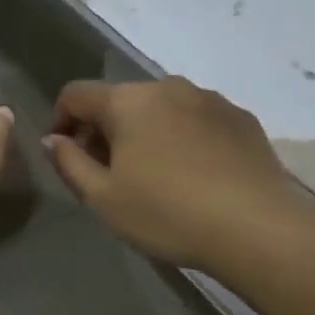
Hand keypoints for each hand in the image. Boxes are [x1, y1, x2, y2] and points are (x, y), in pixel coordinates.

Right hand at [44, 77, 311, 271]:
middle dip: (105, 129)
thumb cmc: (168, 213)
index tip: (67, 155)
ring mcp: (209, 98)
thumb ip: (70, 163)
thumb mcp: (104, 198)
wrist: (258, 228)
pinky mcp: (241, 118)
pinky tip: (195, 174)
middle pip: (120, 100)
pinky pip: (196, 119)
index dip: (61, 121)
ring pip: (161, 108)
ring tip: (155, 175)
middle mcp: (167, 86)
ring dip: (146, 132)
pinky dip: (183, 137)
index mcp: (128, 100)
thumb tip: (55, 139)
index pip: (76, 94)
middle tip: (109, 173)